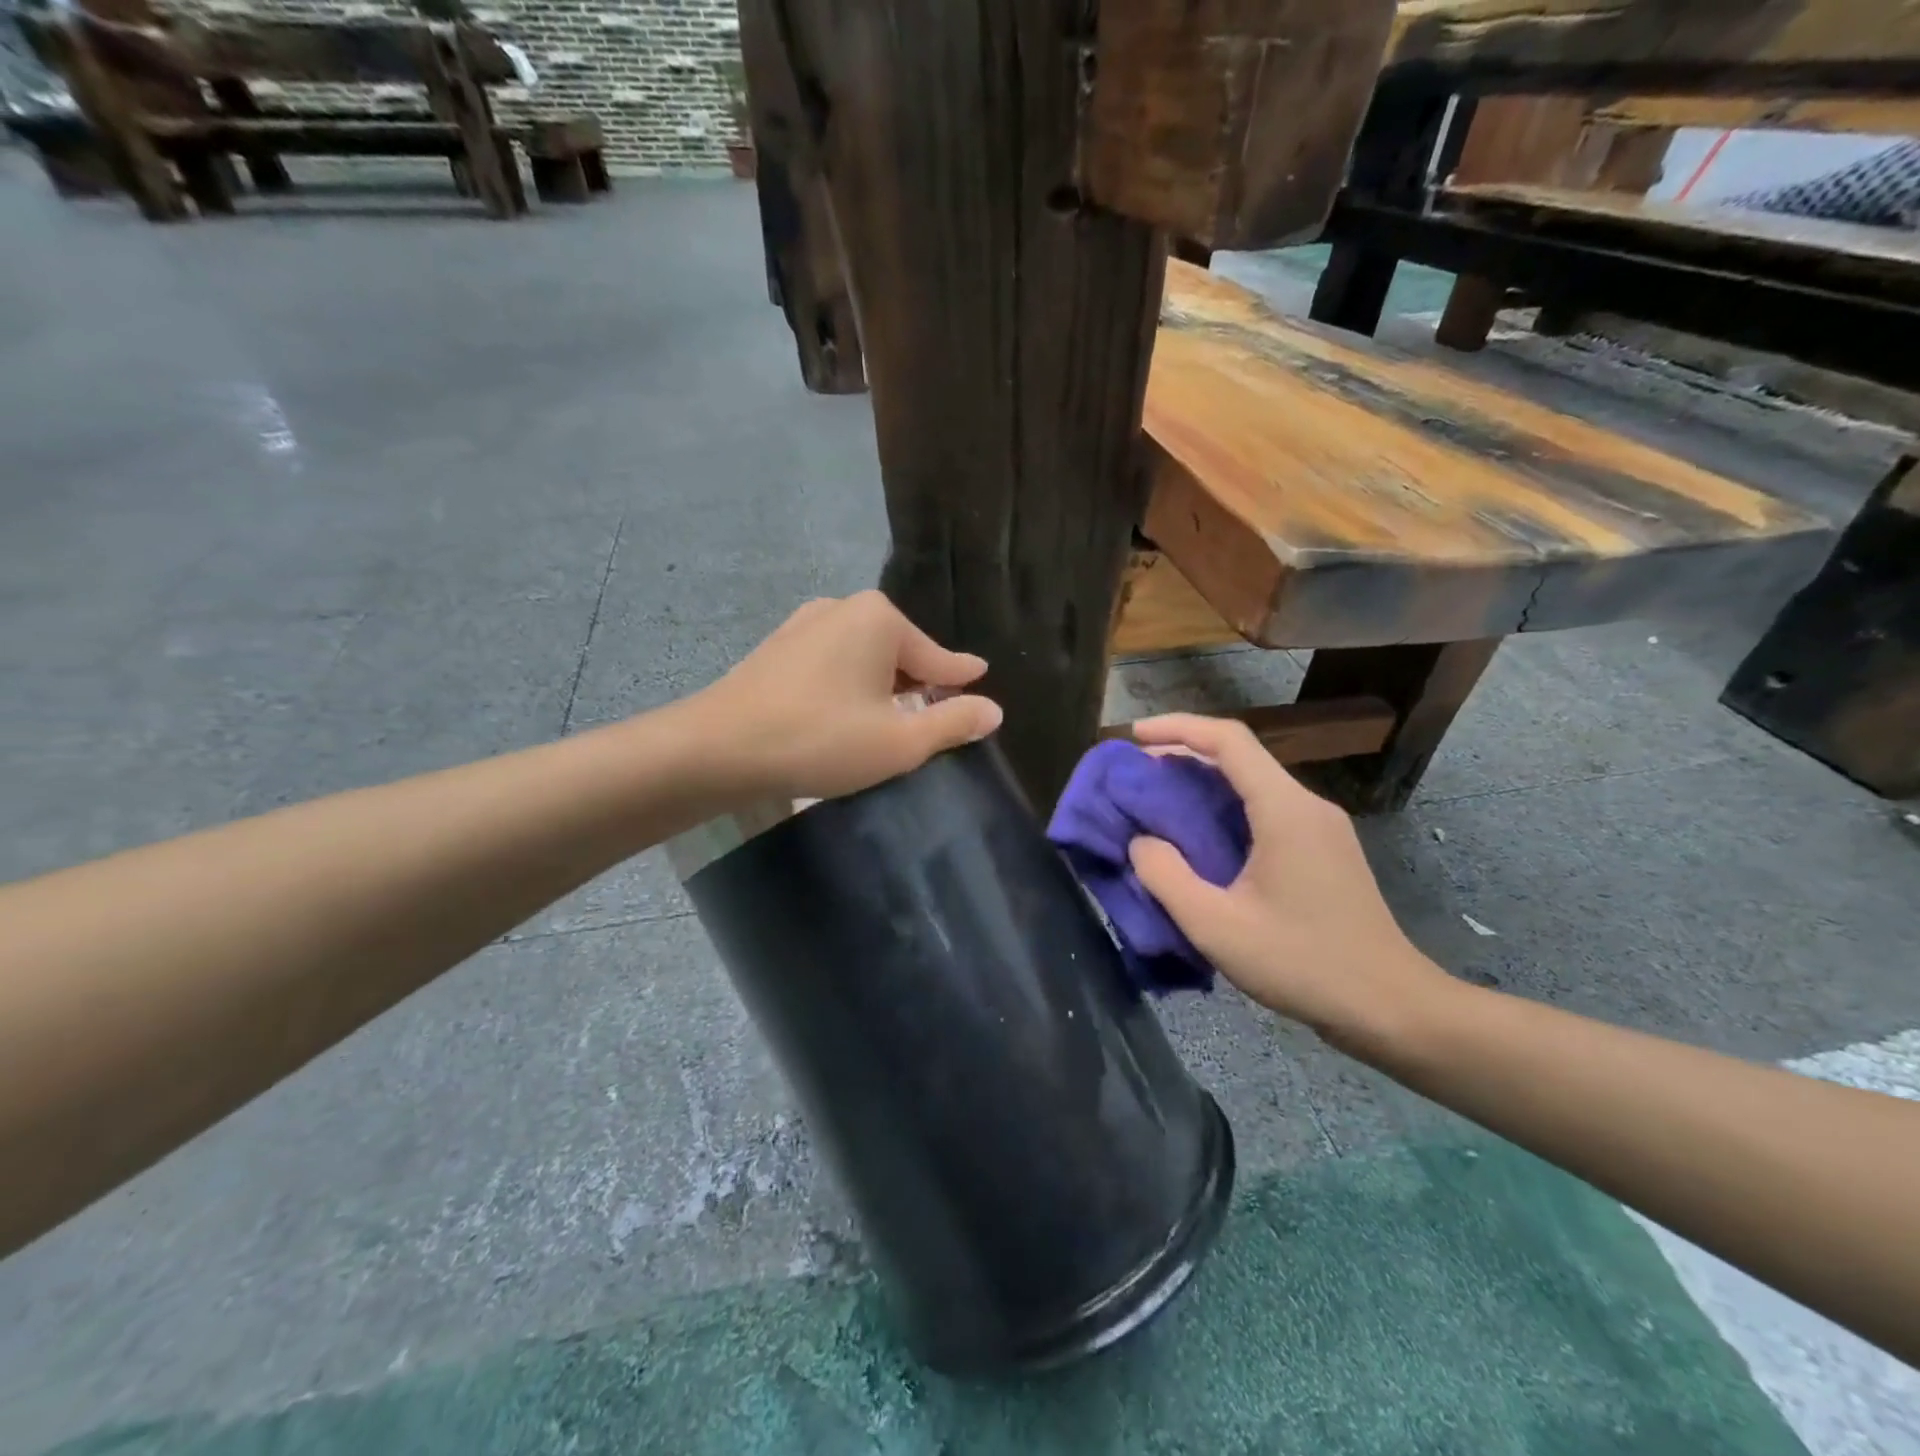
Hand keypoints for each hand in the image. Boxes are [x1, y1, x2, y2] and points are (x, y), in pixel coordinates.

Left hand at [696, 591, 1002, 801]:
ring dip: (882, 687)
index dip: (961, 677)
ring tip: (890, 720)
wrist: (719, 748)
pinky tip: (846, 713)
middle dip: (918, 684)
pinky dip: (849, 686)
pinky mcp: (779, 647)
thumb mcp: (899, 741)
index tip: (981, 677)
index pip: (938, 657)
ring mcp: (805, 624)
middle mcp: (844, 608)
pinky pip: (833, 663)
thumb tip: (993, 709)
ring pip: (864, 658)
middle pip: (900, 652)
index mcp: (880, 619)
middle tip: (933, 719)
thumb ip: (952, 723)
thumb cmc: (821, 739)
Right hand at [1125, 715, 1449, 1049]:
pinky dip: (1224, 807)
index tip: (1133, 736)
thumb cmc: (1302, 964)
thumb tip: (1141, 841)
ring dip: (1202, 782)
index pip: (1228, 740)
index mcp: (1284, 809)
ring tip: (1157, 801)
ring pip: (1253, 782)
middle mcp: (1306, 804)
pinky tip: (1200, 835)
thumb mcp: (1217, 927)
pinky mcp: (1323, 848)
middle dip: (1182, 754)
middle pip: (1239, 756)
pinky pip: (1265, 808)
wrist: (1390, 1007)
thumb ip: (1167, 878)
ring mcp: (1320, 826)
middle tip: (1135, 774)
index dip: (1176, 727)